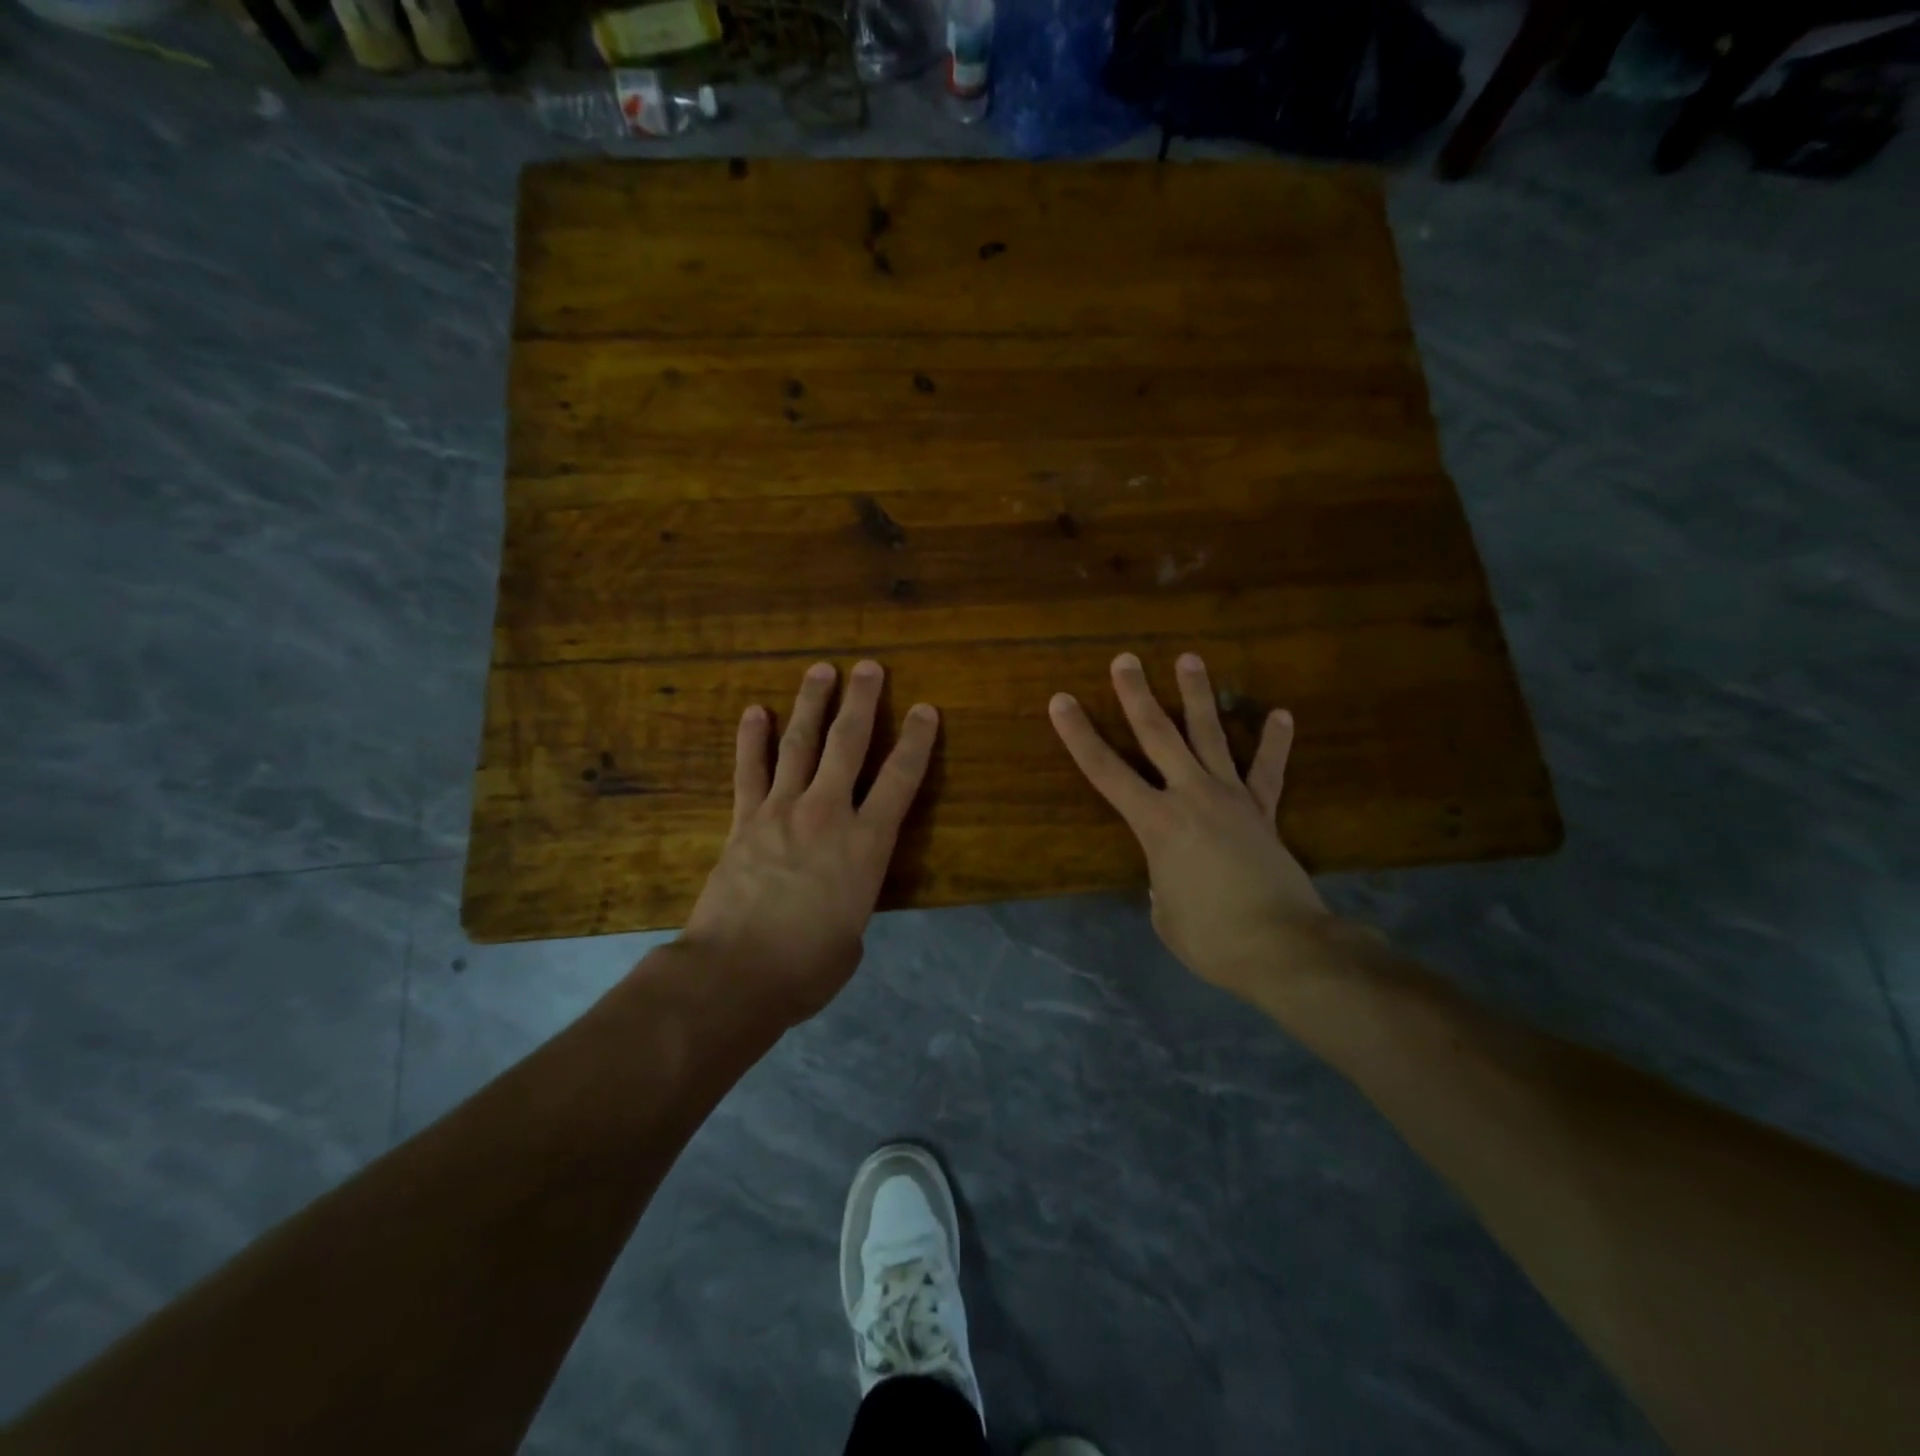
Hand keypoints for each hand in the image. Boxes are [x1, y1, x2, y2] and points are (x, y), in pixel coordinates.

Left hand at [679, 660, 938, 1024]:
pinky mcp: (744, 821)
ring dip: (812, 705)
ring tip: (821, 670)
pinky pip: (749, 771)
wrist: (736, 974)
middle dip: (862, 701)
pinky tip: (754, 712)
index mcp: (867, 844)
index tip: (925, 709)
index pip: (901, 779)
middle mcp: (827, 814)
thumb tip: (838, 894)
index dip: (917, 740)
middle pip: (848, 744)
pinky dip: (751, 740)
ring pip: (800, 745)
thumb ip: (852, 900)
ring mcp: (781, 811)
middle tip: (869, 667)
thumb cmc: (808, 966)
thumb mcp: (852, 935)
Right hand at [1048, 652, 1330, 1001]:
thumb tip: (1173, 872)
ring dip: (1197, 696)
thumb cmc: (1211, 938)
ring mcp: (1232, 799)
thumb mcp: (1165, 913)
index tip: (1061, 700)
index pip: (1105, 771)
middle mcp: (1191, 797)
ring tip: (1189, 658)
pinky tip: (1282, 715)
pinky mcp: (1264, 812)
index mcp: (1156, 824)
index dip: (1079, 735)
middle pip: (1159, 735)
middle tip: (1125, 659)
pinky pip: (1268, 772)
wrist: (1284, 948)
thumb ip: (1161, 881)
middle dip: (1137, 696)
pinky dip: (1274, 743)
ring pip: (1210, 736)